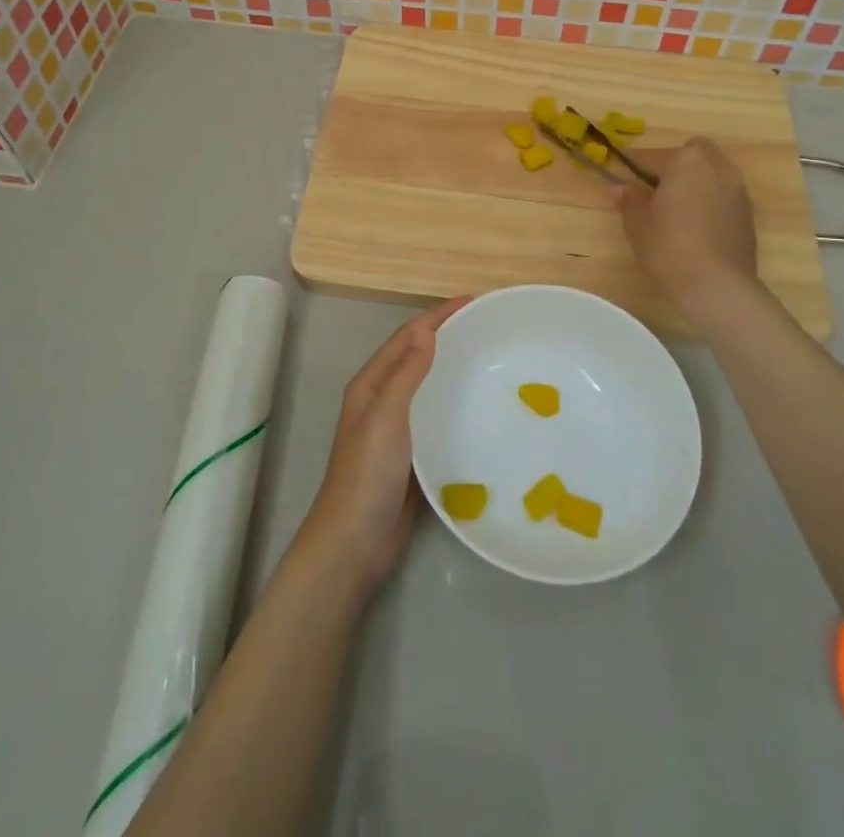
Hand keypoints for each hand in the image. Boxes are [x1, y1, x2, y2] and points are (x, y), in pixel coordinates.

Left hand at [295, 298, 468, 595]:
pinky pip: (435, 419)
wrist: (355, 542)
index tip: (472, 302)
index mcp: (371, 384)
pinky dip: (454, 405)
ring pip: (427, 388)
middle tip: (486, 328)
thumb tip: (427, 330)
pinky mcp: (412, 456)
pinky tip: (479, 411)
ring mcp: (396, 430)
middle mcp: (382, 400)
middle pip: (417, 357)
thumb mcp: (385, 416)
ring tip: (488, 361)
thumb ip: (405, 373)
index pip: (407, 337)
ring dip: (451, 369)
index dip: (437, 317)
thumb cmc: (367, 473)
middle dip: (446, 337)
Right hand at [614, 137, 760, 321]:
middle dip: (674, 164)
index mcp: (685, 162)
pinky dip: (710, 198)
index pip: (652, 156)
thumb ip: (629, 200)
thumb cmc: (670, 250)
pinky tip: (697, 224)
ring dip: (694, 180)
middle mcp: (716, 167)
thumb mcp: (638, 225)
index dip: (633, 166)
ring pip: (712, 171)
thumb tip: (620, 186)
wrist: (719, 287)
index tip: (621, 176)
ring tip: (677, 207)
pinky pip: (724, 192)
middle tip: (655, 189)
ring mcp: (737, 188)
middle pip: (692, 153)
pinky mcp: (748, 211)